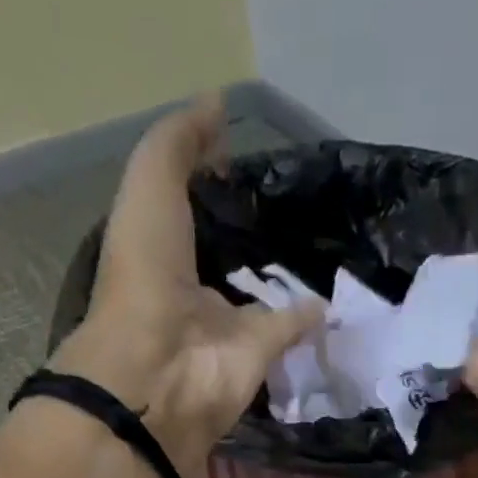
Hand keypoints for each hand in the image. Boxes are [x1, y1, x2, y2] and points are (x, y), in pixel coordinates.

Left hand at [50, 94, 321, 477]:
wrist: (160, 371)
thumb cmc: (144, 276)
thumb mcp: (151, 187)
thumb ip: (180, 145)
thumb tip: (219, 107)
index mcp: (160, 252)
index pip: (189, 214)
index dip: (212, 185)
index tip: (244, 158)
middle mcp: (194, 292)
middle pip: (228, 259)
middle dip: (253, 236)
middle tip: (293, 204)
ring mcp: (227, 329)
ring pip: (260, 298)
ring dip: (284, 280)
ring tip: (320, 243)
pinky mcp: (258, 356)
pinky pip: (289, 329)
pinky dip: (310, 316)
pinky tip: (332, 295)